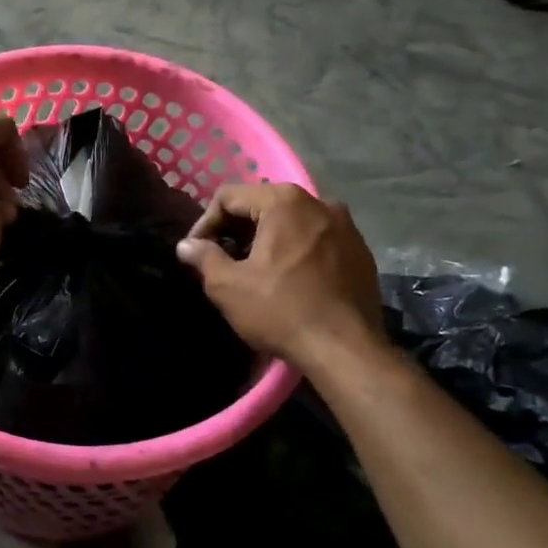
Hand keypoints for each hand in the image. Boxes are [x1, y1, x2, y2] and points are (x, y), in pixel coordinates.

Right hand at [175, 183, 385, 362]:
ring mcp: (345, 225)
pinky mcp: (360, 250)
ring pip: (291, 221)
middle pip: (262, 204)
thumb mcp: (229, 287)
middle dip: (236, 229)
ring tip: (253, 270)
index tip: (197, 253)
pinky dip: (296, 249)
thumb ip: (203, 257)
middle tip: (221, 260)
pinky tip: (288, 279)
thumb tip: (186, 245)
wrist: (348, 351)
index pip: (229, 197)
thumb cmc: (282, 311)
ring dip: (266, 239)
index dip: (205, 223)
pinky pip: (316, 239)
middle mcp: (318, 202)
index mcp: (283, 201)